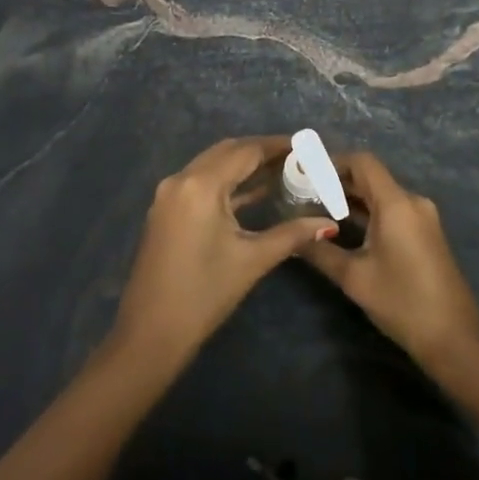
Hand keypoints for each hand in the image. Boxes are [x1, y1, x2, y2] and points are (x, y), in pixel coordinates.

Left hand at [111, 137, 336, 369]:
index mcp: (200, 185)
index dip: (278, 145)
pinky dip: (227, 182)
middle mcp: (180, 179)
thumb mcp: (252, 260)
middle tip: (298, 158)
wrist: (150, 334)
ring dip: (243, 165)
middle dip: (262, 151)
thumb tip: (328, 224)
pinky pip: (201, 183)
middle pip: (227, 152)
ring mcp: (168, 195)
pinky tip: (253, 193)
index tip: (307, 145)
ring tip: (282, 171)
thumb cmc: (204, 294)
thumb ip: (292, 234)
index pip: (246, 151)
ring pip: (212, 165)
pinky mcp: (165, 211)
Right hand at [302, 151, 478, 367]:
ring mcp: (422, 218)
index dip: (332, 162)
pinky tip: (343, 229)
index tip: (305, 173)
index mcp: (397, 203)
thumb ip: (320, 251)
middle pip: (371, 177)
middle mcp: (412, 202)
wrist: (454, 339)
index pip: (362, 162)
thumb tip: (291, 237)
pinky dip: (367, 213)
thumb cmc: (402, 302)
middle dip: (337, 182)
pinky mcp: (425, 234)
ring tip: (315, 210)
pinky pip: (392, 211)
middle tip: (302, 193)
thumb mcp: (354, 277)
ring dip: (351, 199)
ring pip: (381, 195)